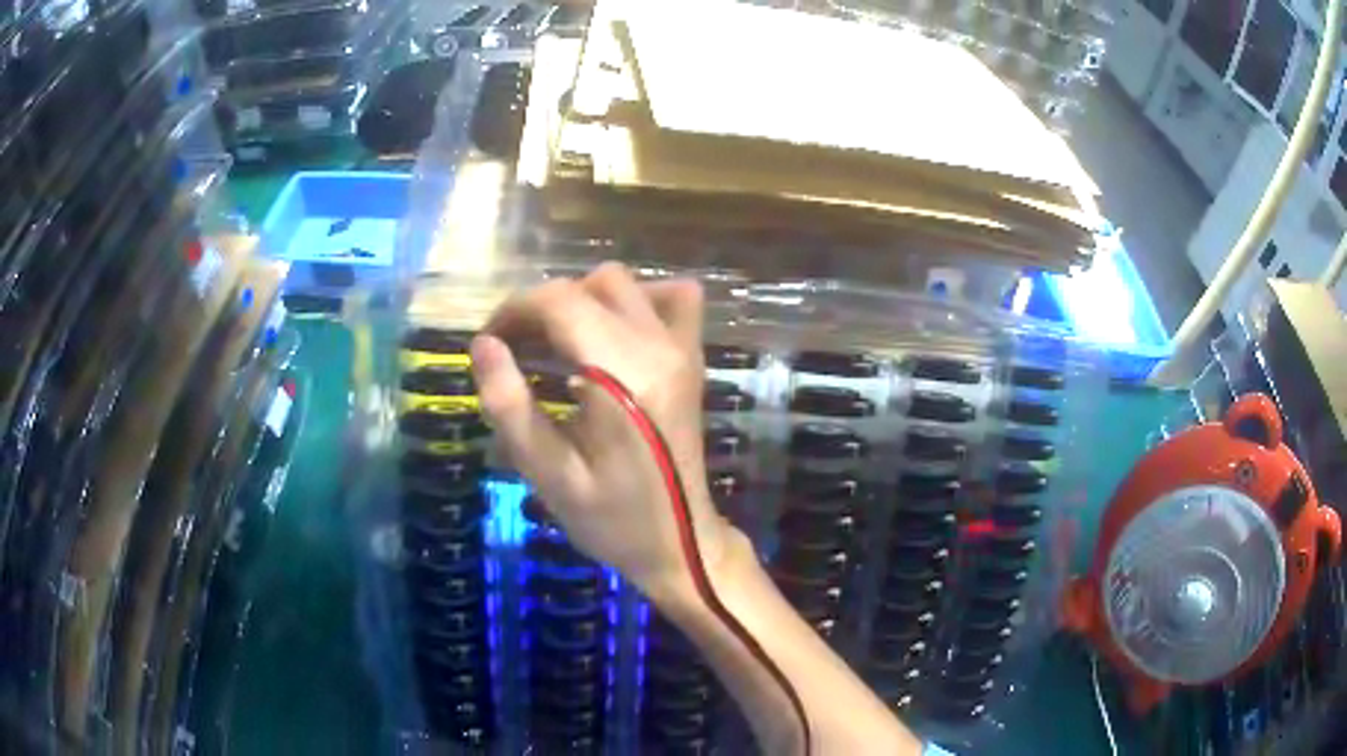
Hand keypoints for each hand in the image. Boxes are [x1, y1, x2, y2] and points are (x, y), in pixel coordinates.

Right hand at [470, 263, 733, 606]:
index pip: (559, 301)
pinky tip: (612, 334)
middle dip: (541, 307)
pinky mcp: (691, 358)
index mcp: (621, 374)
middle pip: (589, 285)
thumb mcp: (549, 475)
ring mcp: (681, 348)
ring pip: (625, 283)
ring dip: (581, 300)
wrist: (682, 543)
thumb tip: (483, 343)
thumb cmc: (612, 519)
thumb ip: (510, 406)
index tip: (490, 343)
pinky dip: (636, 300)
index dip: (514, 311)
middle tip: (514, 351)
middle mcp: (657, 346)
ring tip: (556, 344)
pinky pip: (674, 298)